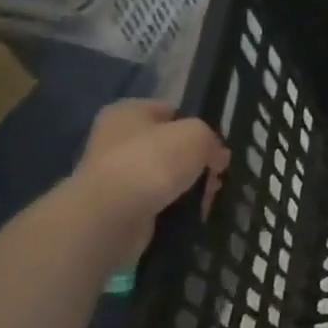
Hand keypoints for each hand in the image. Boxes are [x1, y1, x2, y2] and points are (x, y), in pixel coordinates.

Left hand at [72, 100, 228, 260]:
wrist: (112, 215)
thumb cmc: (153, 161)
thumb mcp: (197, 135)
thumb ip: (212, 140)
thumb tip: (216, 158)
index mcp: (127, 112)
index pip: (171, 112)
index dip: (198, 127)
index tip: (216, 147)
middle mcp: (116, 140)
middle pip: (171, 147)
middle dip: (197, 162)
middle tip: (215, 177)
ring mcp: (115, 175)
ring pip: (167, 177)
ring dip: (189, 187)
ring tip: (207, 199)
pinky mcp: (118, 206)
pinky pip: (158, 201)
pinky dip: (175, 207)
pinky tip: (190, 213)